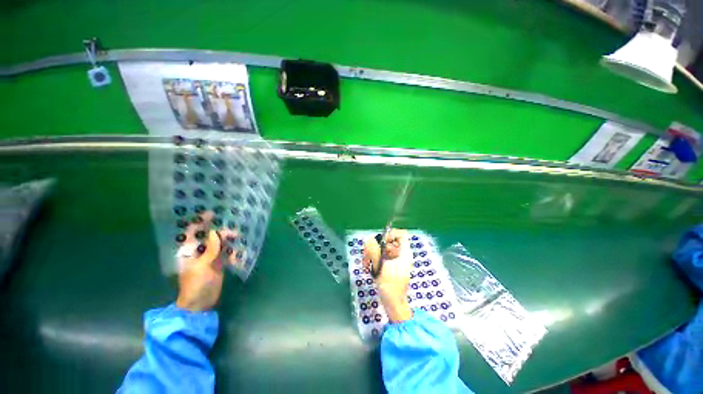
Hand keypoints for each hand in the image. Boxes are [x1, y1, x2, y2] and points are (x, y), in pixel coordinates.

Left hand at [175, 212, 241, 311]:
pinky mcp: (219, 263)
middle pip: (209, 236)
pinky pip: (227, 252)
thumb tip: (215, 232)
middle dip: (220, 231)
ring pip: (220, 243)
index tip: (211, 213)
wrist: (201, 303)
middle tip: (231, 231)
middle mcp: (198, 251)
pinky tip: (237, 257)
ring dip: (228, 240)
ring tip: (237, 240)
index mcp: (188, 251)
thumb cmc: (196, 284)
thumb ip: (210, 249)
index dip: (200, 222)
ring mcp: (209, 257)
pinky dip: (233, 251)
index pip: (192, 232)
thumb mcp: (202, 266)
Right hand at [363, 229, 412, 322]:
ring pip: (380, 247)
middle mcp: (400, 253)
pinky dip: (372, 259)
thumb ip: (376, 252)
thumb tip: (371, 240)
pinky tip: (368, 267)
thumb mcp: (382, 268)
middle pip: (387, 240)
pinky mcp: (388, 264)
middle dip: (376, 246)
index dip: (391, 235)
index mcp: (404, 253)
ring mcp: (394, 259)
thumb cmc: (390, 286)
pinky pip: (378, 255)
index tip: (382, 243)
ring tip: (367, 264)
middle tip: (369, 256)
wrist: (393, 303)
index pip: (401, 234)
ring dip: (371, 254)